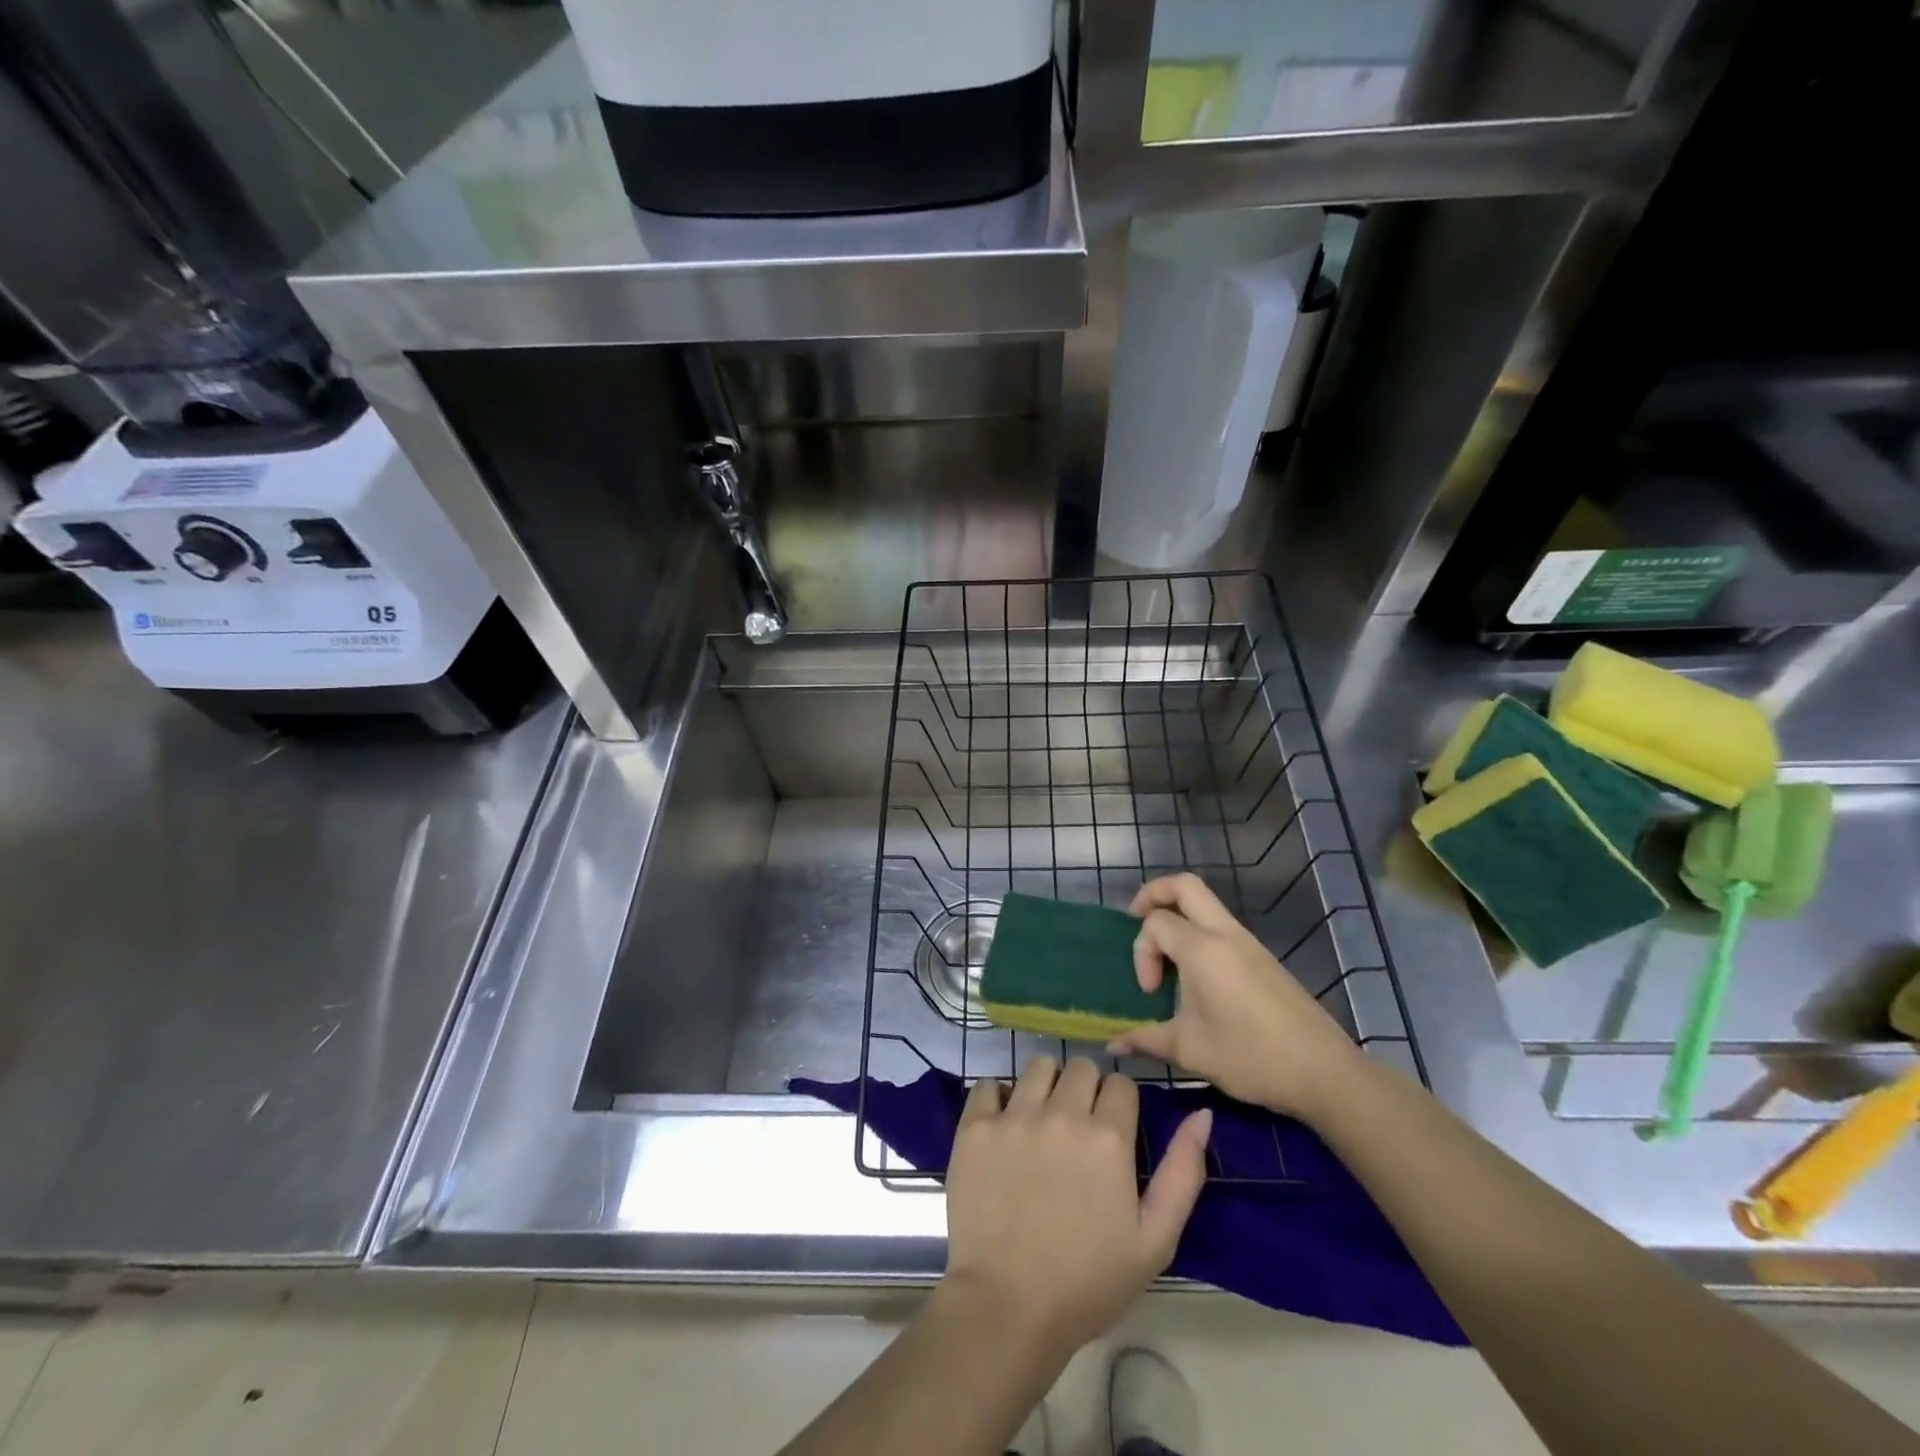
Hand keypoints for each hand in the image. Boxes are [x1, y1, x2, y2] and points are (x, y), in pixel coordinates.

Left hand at [941, 1056, 1210, 1355]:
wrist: (1007, 1308)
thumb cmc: (1088, 1282)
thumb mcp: (1155, 1240)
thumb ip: (1183, 1172)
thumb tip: (1201, 1114)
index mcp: (1107, 1137)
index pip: (1121, 1084)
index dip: (1120, 1105)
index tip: (1113, 1131)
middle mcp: (1061, 1113)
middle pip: (1081, 1067)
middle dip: (1086, 1089)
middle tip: (1078, 1128)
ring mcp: (1013, 1117)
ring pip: (1038, 1066)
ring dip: (1046, 1086)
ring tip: (1042, 1122)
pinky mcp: (975, 1127)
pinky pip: (988, 1085)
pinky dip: (998, 1098)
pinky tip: (1003, 1127)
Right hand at [1108, 873, 1365, 1122]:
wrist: (1325, 1072)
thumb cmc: (1251, 1056)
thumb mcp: (1190, 1051)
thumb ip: (1146, 1039)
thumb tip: (1114, 1044)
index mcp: (1203, 949)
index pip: (1155, 922)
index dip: (1141, 952)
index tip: (1150, 992)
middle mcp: (1225, 934)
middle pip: (1185, 885)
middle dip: (1153, 894)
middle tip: (1137, 921)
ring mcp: (1249, 943)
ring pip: (1206, 904)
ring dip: (1178, 916)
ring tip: (1166, 957)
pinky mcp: (1263, 958)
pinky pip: (1221, 926)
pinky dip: (1198, 933)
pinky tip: (1196, 976)